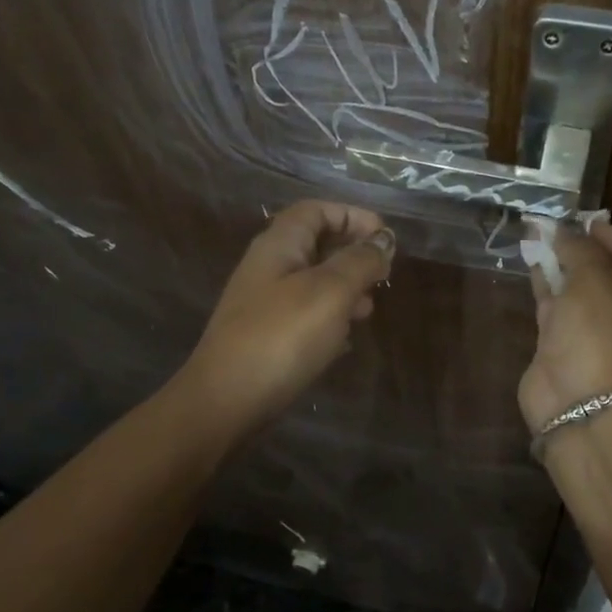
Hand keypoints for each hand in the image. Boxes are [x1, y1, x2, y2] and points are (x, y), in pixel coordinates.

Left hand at [183, 201, 393, 435]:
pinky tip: (345, 339)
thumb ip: (359, 262)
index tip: (385, 237)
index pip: (316, 210)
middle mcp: (269, 267)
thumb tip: (383, 241)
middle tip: (384, 274)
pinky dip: (330, 317)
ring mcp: (265, 304)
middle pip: (315, 243)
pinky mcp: (267, 336)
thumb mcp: (330, 292)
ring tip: (370, 308)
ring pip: (313, 281)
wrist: (226, 401)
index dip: (352, 215)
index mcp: (279, 245)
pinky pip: (305, 314)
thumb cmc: (281, 337)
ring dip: (345, 287)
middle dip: (353, 253)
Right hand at [519, 221, 611, 435]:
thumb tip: (565, 231)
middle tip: (562, 230)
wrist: (578, 408)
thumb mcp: (593, 281)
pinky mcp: (572, 350)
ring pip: (585, 292)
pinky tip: (533, 264)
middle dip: (587, 251)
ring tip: (541, 238)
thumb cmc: (600, 337)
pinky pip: (563, 310)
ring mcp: (603, 338)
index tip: (589, 225)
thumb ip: (580, 250)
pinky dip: (550, 288)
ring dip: (565, 266)